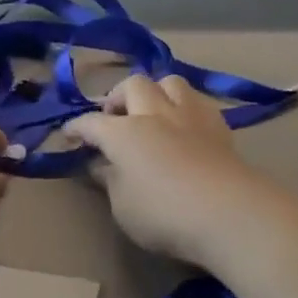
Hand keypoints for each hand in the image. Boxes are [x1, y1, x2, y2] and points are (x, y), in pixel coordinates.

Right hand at [66, 74, 271, 267]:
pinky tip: (185, 125)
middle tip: (114, 118)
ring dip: (156, 92)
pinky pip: (198, 102)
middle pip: (133, 85)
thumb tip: (102, 165)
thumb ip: (111, 181)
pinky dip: (185, 107)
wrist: (229, 213)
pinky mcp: (219, 127)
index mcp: (124, 132)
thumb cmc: (164, 215)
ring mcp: (190, 115)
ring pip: (170, 82)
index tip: (68, 135)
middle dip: (118, 96)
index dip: (76, 127)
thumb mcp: (123, 207)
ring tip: (153, 112)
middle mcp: (155, 113)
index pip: (91, 122)